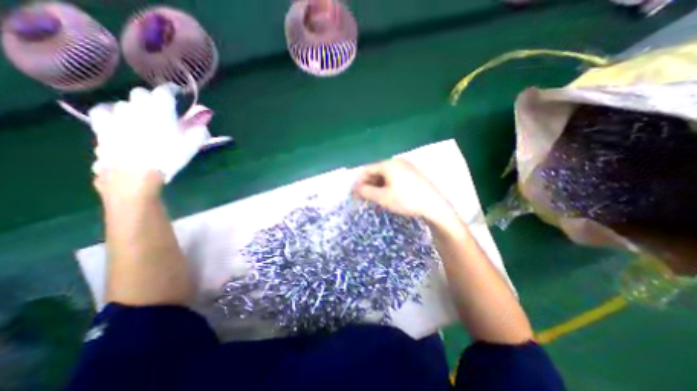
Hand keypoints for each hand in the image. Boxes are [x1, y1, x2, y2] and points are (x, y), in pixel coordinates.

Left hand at [86, 83, 207, 184]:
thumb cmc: (168, 158)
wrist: (135, 173)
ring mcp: (117, 114)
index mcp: (161, 110)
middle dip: (152, 98)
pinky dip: (113, 112)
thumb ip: (199, 130)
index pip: (164, 91)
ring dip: (135, 107)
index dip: (171, 89)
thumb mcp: (191, 145)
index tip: (177, 92)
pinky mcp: (102, 125)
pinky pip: (104, 110)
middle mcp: (137, 107)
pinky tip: (119, 118)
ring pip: (125, 102)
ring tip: (143, 117)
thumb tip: (204, 119)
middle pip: (142, 93)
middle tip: (161, 109)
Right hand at [351, 160, 455, 224]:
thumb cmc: (405, 200)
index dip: (359, 182)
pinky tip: (388, 195)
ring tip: (376, 198)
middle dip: (369, 184)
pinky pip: (395, 177)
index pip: (367, 170)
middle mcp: (397, 162)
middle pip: (377, 171)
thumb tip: (356, 189)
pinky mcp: (413, 173)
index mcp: (388, 164)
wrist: (434, 206)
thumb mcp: (382, 197)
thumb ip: (366, 191)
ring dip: (378, 185)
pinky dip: (388, 185)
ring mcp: (407, 167)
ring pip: (386, 175)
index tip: (355, 194)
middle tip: (365, 197)